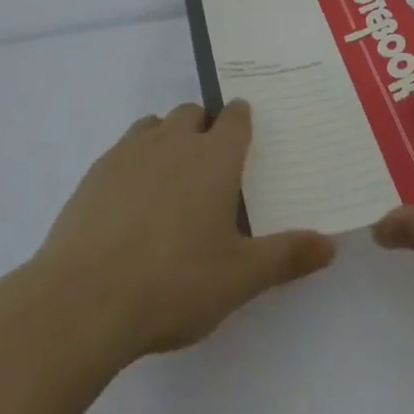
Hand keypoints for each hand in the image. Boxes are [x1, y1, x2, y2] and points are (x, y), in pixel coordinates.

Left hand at [28, 100, 334, 367]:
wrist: (82, 301)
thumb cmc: (174, 283)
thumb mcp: (240, 278)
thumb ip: (287, 256)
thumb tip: (331, 243)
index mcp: (215, 156)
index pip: (236, 116)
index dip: (243, 122)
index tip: (247, 139)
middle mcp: (174, 140)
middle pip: (195, 112)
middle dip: (206, 128)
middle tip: (211, 171)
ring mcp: (130, 152)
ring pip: (156, 125)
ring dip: (168, 139)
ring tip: (171, 183)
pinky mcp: (95, 172)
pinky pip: (123, 149)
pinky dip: (134, 162)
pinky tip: (131, 205)